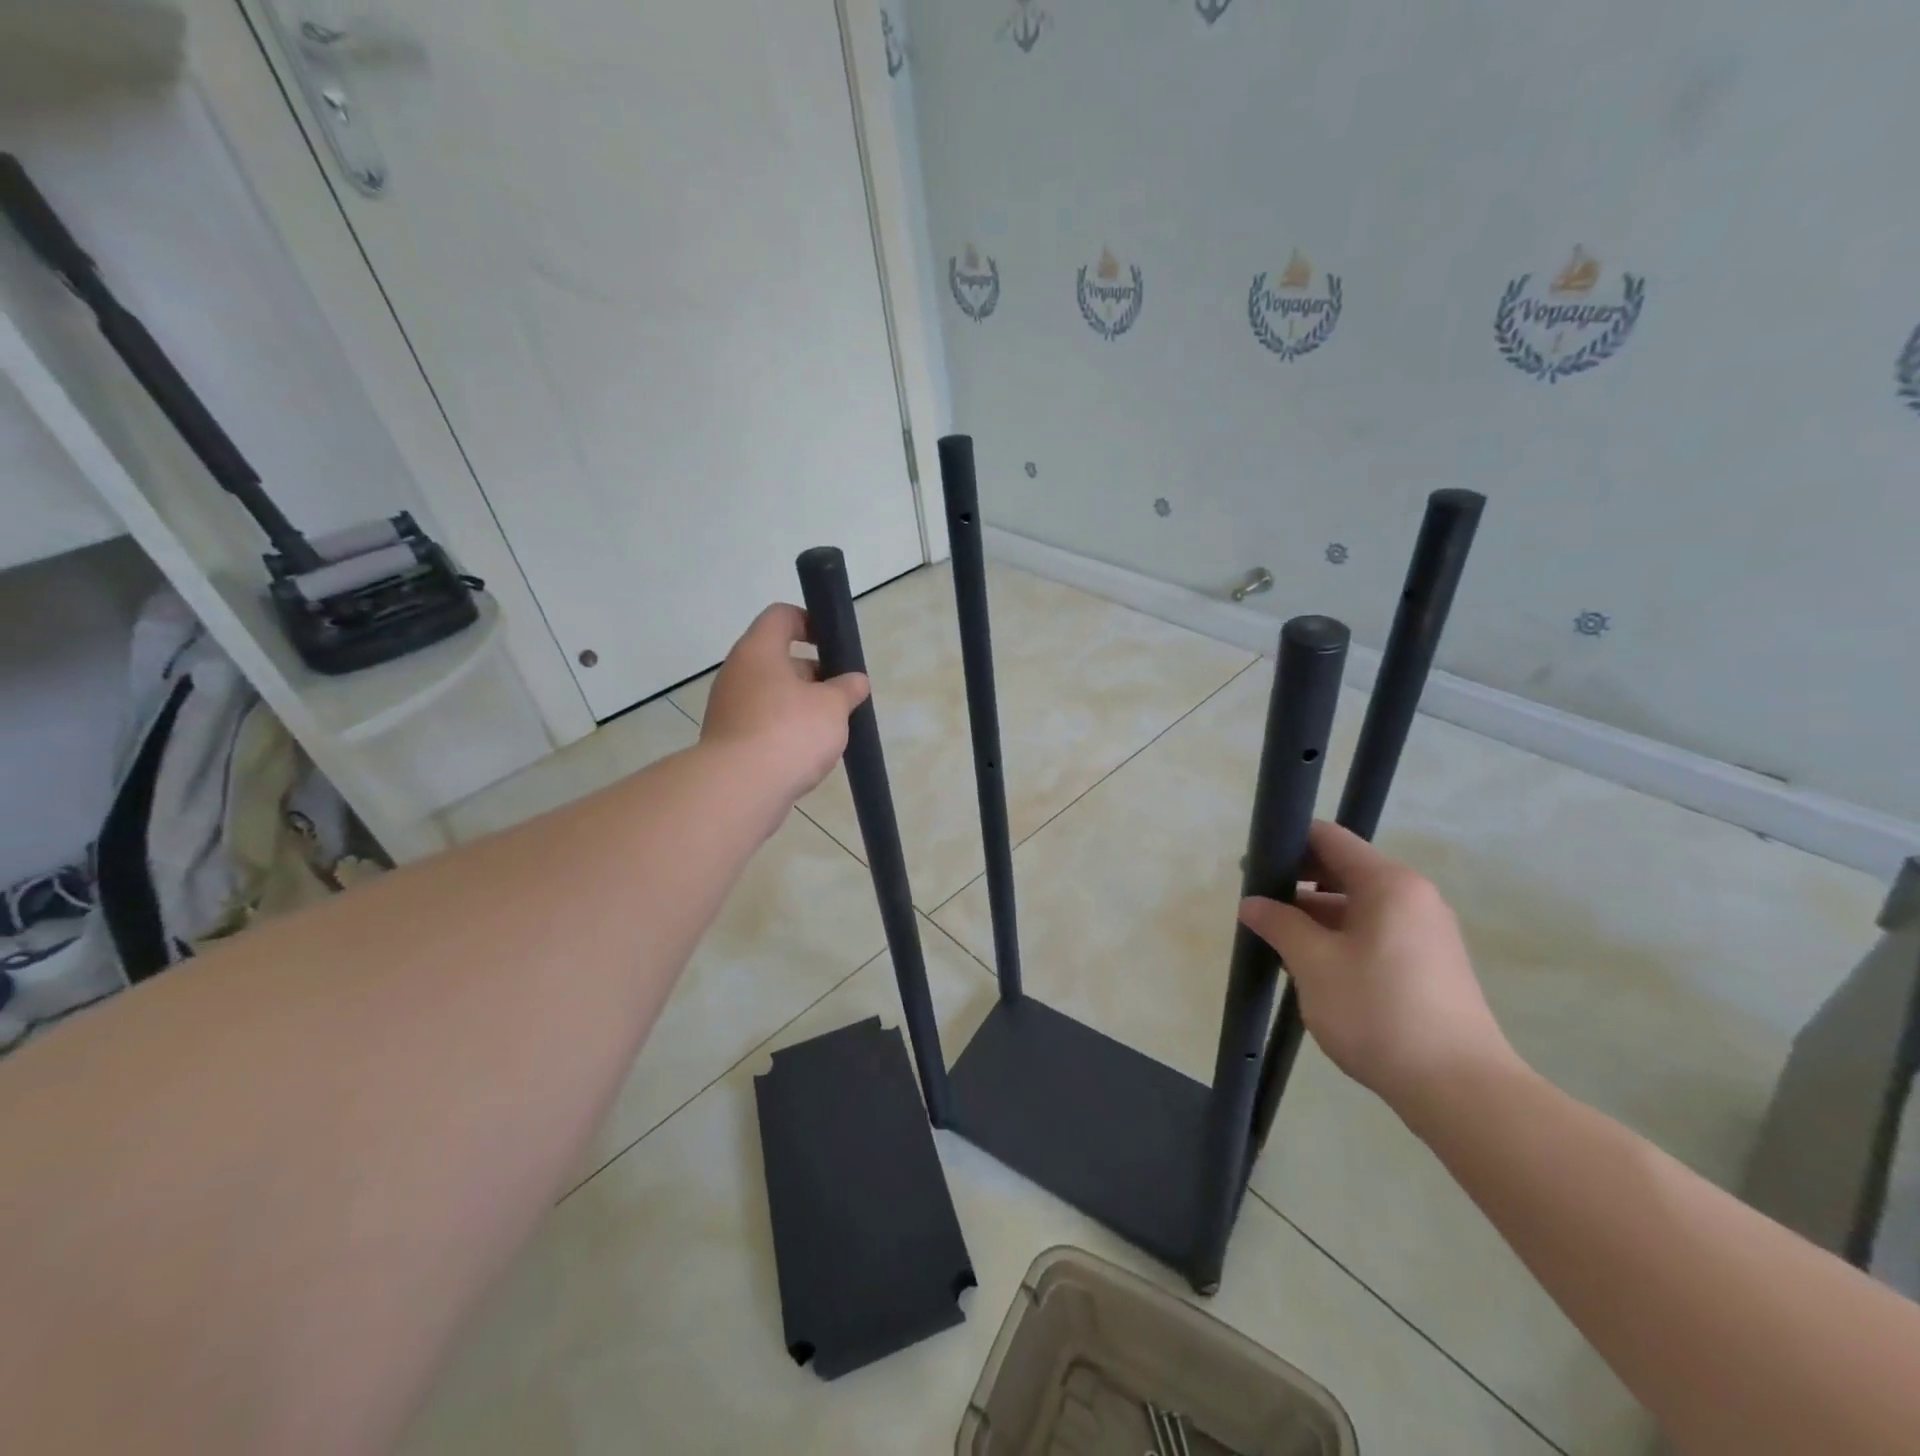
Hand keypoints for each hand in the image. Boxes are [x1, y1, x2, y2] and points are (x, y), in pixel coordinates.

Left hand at [701, 604, 868, 808]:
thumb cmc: (790, 732)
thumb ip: (847, 689)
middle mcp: (737, 673)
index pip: (781, 616)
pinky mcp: (728, 740)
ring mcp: (728, 708)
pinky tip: (806, 752)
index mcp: (759, 651)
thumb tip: (855, 681)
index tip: (834, 644)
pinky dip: (784, 730)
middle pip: (777, 659)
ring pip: (771, 694)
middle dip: (813, 673)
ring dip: (800, 704)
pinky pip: (762, 723)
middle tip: (841, 693)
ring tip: (830, 727)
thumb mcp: (832, 706)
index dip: (810, 622)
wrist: (740, 789)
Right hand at [1239, 821, 1520, 1113]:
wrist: (1460, 1089)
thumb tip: (1252, 904)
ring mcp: (1426, 931)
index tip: (1251, 868)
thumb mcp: (1314, 964)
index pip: (1329, 838)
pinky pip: (1375, 932)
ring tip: (1277, 941)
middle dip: (1297, 883)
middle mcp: (1413, 896)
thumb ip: (1279, 924)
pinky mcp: (1429, 963)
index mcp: (1388, 883)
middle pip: (1343, 869)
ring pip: (1357, 905)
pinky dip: (1340, 937)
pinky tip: (1313, 966)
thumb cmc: (1379, 1012)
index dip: (1286, 844)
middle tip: (1257, 906)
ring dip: (1316, 916)